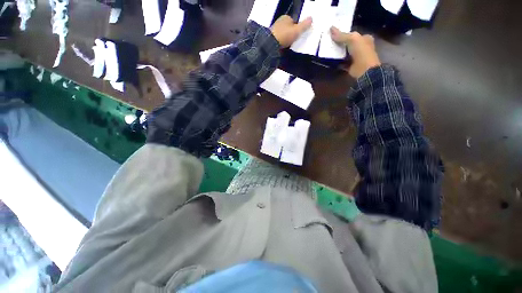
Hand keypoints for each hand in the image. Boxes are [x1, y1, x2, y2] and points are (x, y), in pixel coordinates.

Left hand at [271, 15, 311, 47]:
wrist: (270, 44)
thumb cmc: (285, 35)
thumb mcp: (297, 30)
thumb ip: (304, 25)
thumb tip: (311, 18)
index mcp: (285, 17)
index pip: (294, 22)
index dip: (297, 29)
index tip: (298, 36)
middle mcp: (279, 22)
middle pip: (288, 29)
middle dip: (291, 34)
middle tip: (293, 42)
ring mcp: (274, 30)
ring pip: (283, 34)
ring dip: (286, 39)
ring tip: (288, 46)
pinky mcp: (271, 38)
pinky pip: (279, 40)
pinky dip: (281, 43)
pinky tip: (282, 47)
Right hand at [330, 27, 380, 78]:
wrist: (364, 69)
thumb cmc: (361, 51)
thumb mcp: (352, 39)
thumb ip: (342, 35)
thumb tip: (331, 28)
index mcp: (365, 38)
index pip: (353, 35)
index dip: (345, 34)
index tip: (334, 34)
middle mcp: (361, 47)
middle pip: (348, 44)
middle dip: (339, 43)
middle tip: (329, 42)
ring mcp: (356, 58)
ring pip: (344, 53)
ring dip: (337, 53)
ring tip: (327, 50)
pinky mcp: (350, 66)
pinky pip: (341, 63)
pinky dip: (336, 62)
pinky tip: (329, 60)